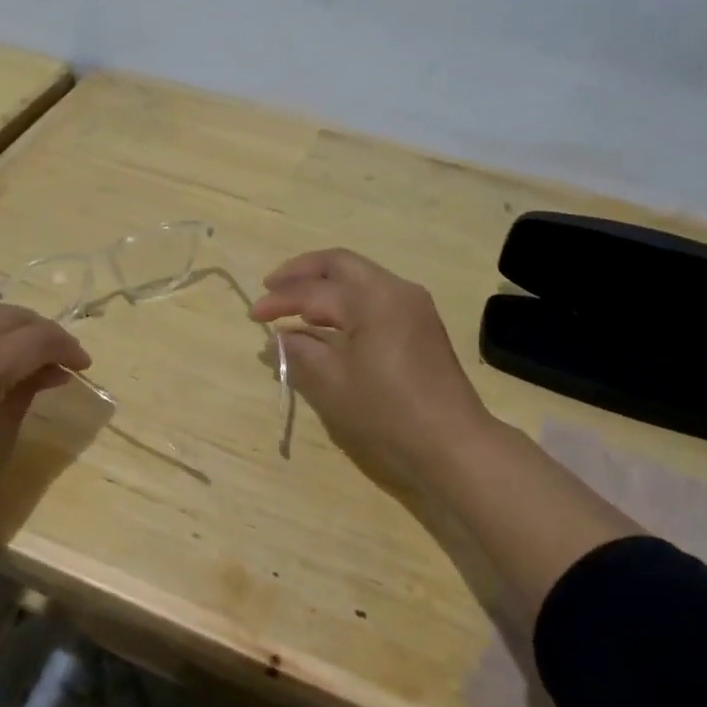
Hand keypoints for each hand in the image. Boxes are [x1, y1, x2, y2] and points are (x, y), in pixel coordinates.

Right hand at [251, 248, 496, 493]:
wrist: (454, 443)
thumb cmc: (388, 414)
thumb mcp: (333, 385)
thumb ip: (300, 353)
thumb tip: (278, 338)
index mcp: (372, 299)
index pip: (314, 292)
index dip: (279, 301)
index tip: (253, 316)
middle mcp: (394, 289)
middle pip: (340, 263)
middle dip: (301, 271)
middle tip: (271, 286)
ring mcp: (412, 304)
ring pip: (359, 276)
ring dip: (324, 284)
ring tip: (294, 303)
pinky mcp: (420, 322)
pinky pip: (374, 295)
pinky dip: (345, 299)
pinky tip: (328, 320)